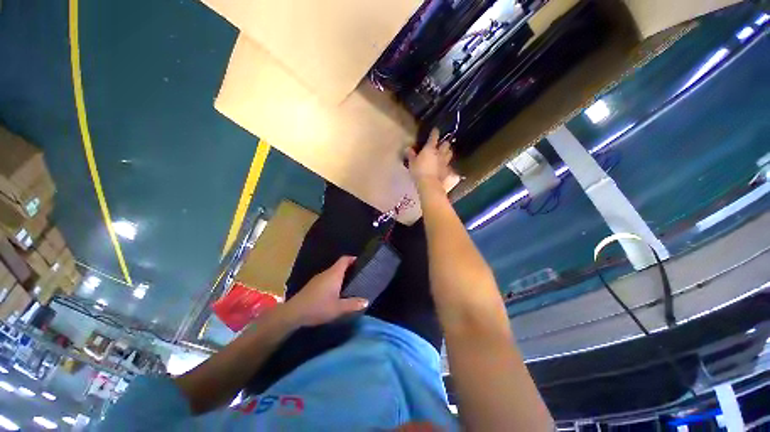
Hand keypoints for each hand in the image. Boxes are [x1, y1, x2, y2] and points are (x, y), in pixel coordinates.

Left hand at [283, 256, 368, 326]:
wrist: (293, 313)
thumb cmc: (318, 307)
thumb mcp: (338, 308)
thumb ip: (353, 304)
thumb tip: (366, 301)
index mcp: (334, 274)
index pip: (344, 259)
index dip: (352, 258)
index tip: (360, 262)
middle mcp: (326, 273)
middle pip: (339, 265)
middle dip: (348, 268)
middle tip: (358, 275)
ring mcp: (317, 278)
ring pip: (332, 273)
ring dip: (340, 275)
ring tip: (349, 284)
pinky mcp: (312, 285)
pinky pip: (326, 278)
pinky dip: (333, 281)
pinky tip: (335, 292)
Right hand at [406, 129, 459, 191]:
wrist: (429, 184)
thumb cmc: (419, 171)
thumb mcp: (412, 163)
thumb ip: (411, 155)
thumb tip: (408, 148)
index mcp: (430, 148)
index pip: (434, 137)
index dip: (435, 132)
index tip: (435, 130)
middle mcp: (440, 153)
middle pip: (446, 144)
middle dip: (444, 143)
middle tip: (441, 144)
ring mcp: (445, 162)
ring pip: (449, 154)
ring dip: (448, 152)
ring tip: (445, 153)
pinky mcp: (447, 171)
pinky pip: (448, 165)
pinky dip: (447, 165)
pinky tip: (445, 167)